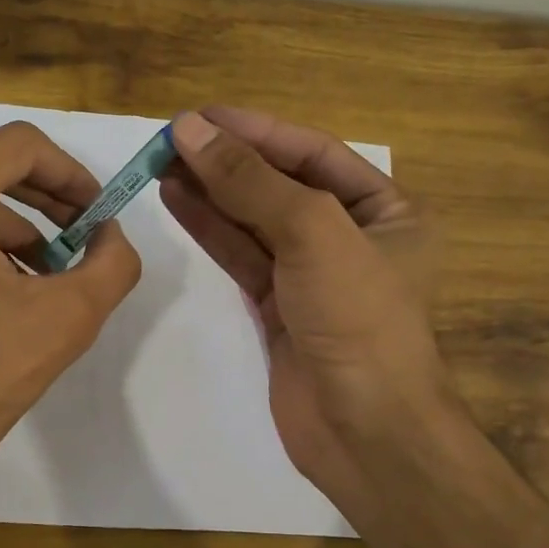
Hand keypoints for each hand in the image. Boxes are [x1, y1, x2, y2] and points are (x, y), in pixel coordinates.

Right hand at [163, 108, 451, 514]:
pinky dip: (210, 228)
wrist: (366, 431)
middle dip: (228, 160)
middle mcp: (352, 235)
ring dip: (211, 191)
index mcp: (387, 209)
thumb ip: (250, 180)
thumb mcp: (312, 233)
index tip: (200, 116)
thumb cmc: (358, 318)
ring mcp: (312, 273)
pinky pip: (242, 255)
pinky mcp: (279, 306)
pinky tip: (177, 200)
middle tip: (171, 139)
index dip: (256, 130)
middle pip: (280, 183)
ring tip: (161, 163)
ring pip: (254, 220)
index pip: (313, 153)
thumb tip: (192, 129)